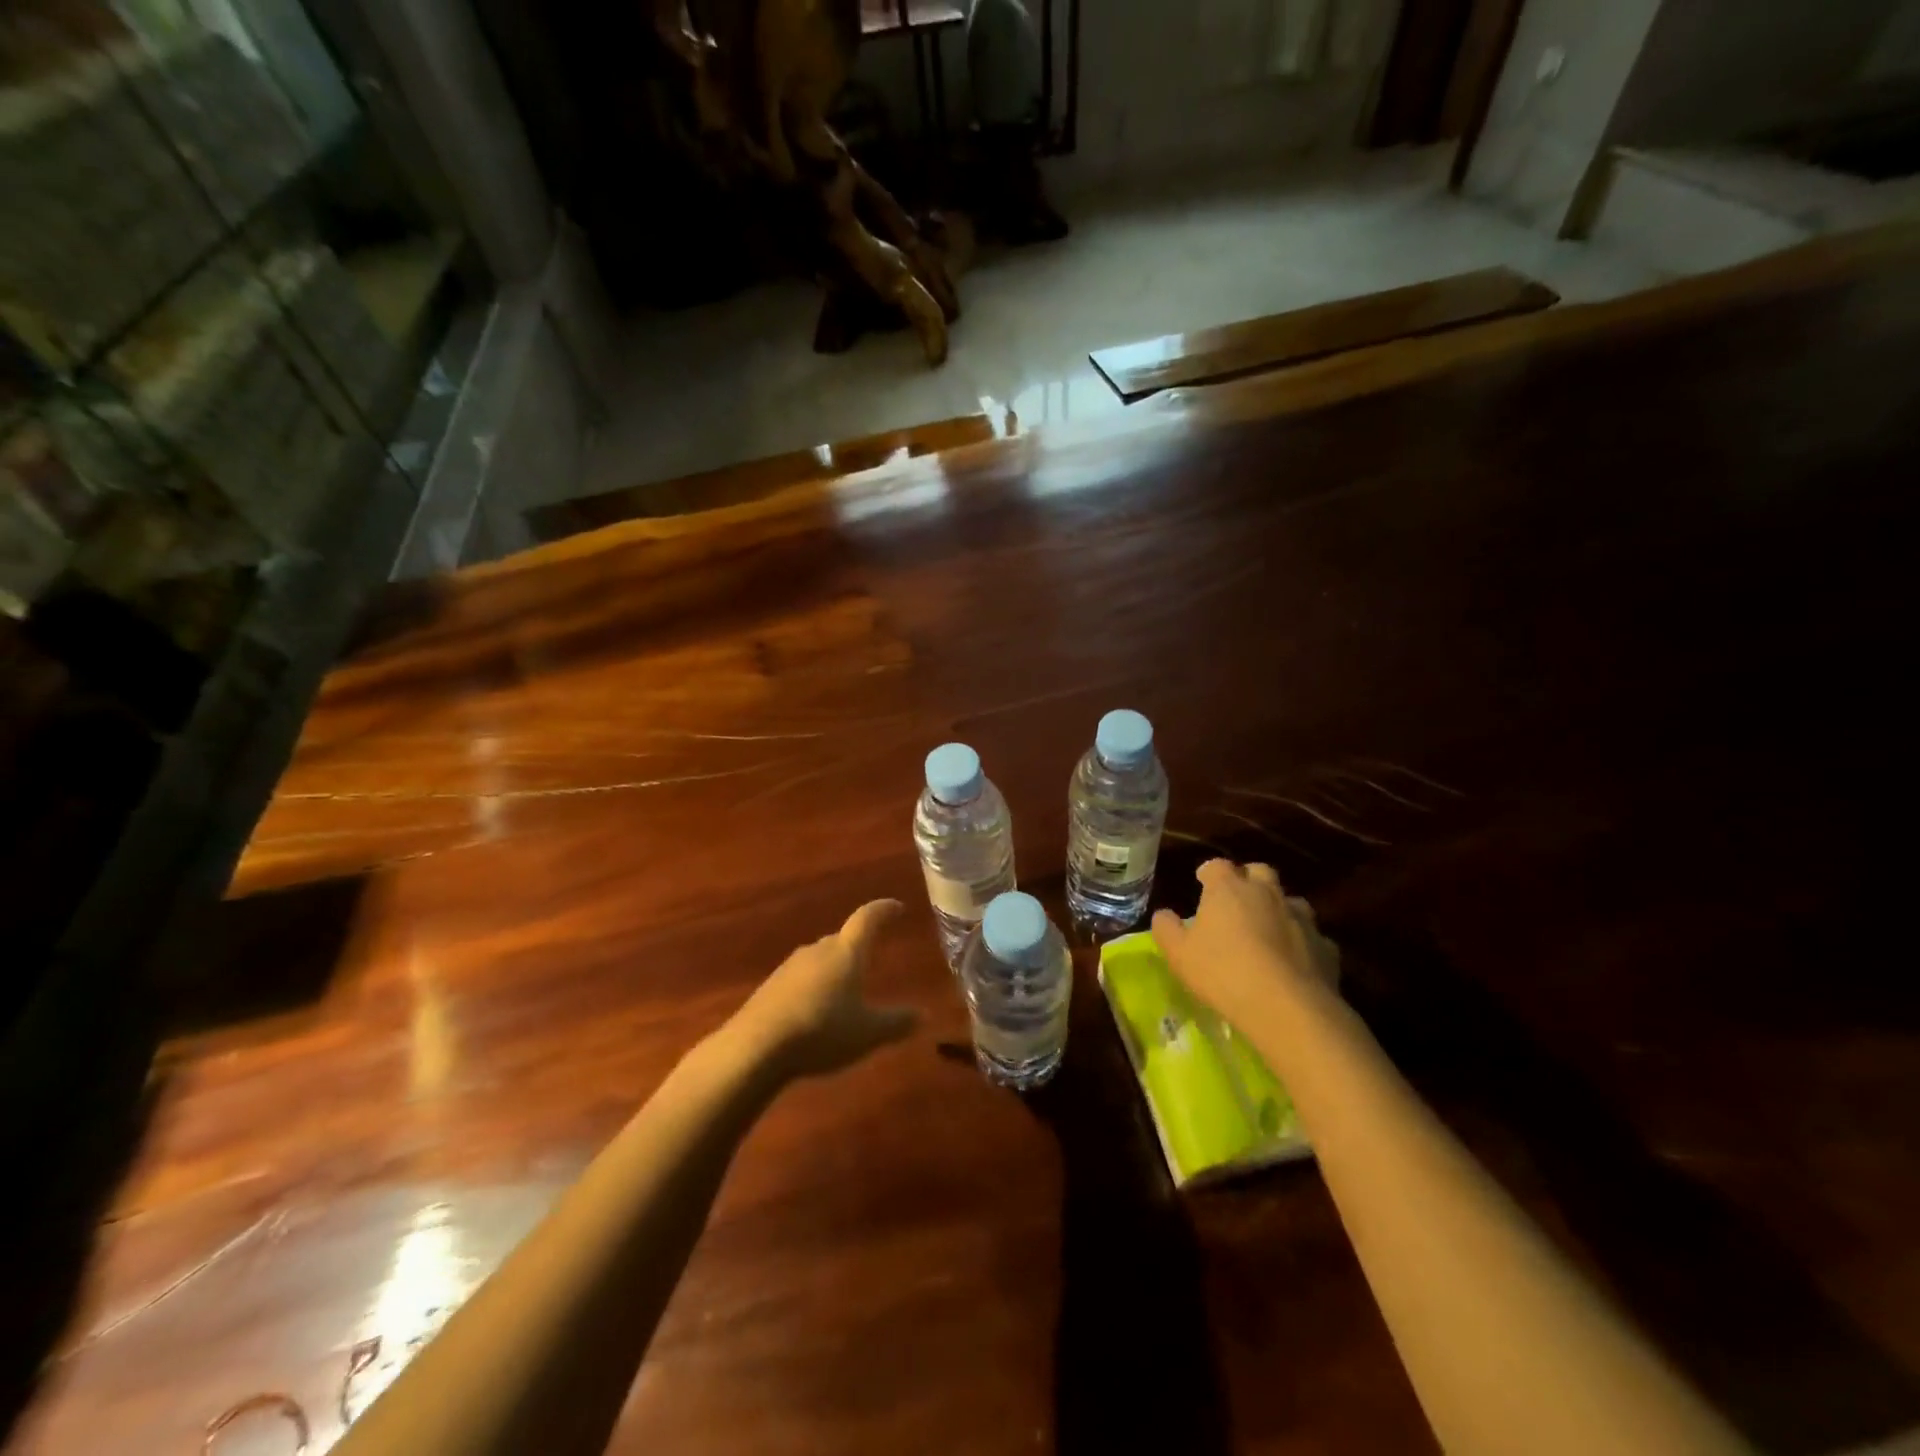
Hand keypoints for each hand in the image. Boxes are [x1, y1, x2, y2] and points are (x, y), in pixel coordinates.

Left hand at [736, 900, 918, 1078]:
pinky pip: (800, 979)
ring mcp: (790, 967)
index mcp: (846, 952)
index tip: (897, 907)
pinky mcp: (770, 988)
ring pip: (819, 960)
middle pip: (841, 939)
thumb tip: (922, 1014)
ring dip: (833, 969)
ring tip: (845, 988)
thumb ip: (896, 1023)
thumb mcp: (868, 1033)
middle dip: (857, 945)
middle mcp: (818, 950)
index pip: (868, 919)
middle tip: (872, 956)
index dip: (884, 910)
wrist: (756, 1047)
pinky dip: (813, 988)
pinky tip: (815, 1011)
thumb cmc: (822, 1030)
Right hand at [1151, 861, 1338, 1033]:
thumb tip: (1163, 915)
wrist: (1288, 1007)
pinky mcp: (1326, 946)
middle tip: (1237, 900)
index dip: (1208, 872)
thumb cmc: (1223, 973)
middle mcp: (1267, 893)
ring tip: (1267, 930)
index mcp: (1229, 889)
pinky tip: (1294, 961)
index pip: (1217, 865)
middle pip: (1259, 871)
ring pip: (1290, 900)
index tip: (1202, 882)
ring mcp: (1300, 918)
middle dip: (1248, 879)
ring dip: (1278, 908)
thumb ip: (1166, 929)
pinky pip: (1312, 936)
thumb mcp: (1179, 954)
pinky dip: (1302, 942)